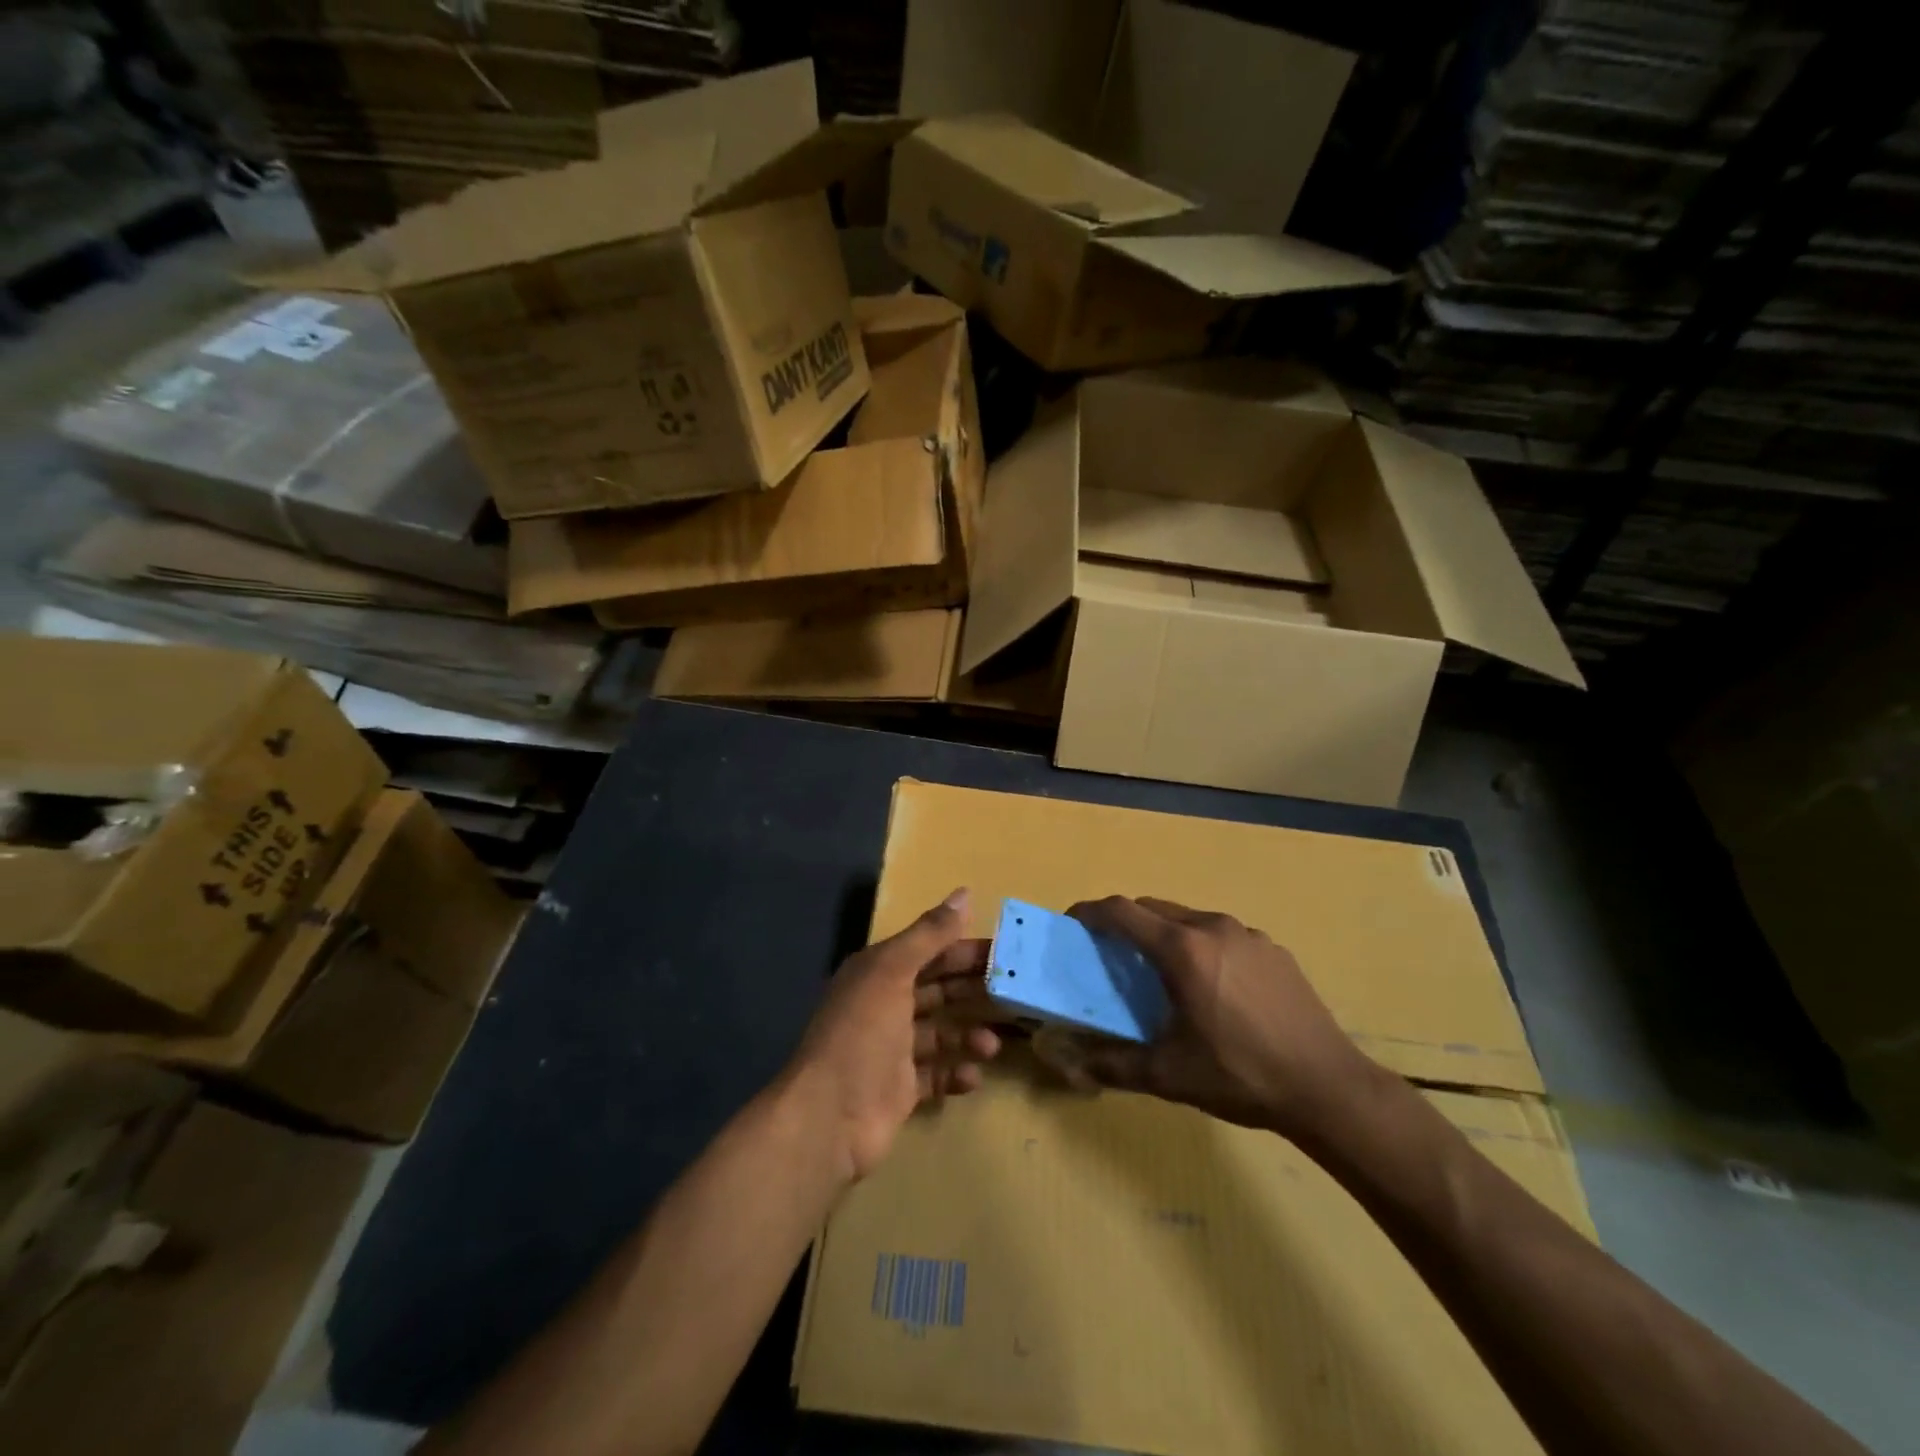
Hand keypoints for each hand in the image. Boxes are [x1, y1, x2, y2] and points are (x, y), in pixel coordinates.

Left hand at [788, 889, 1001, 1183]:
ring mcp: (892, 1050)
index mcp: (878, 972)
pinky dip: (956, 1073)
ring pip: (940, 1033)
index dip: (964, 947)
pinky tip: (973, 1076)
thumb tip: (965, 892)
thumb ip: (930, 934)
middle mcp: (884, 1005)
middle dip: (973, 990)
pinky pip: (936, 1075)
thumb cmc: (862, 1034)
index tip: (1006, 951)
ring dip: (968, 1035)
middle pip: (938, 989)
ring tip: (991, 1044)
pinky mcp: (900, 1089)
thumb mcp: (893, 972)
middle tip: (1014, 993)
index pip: (929, 951)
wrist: (828, 1119)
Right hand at [1066, 896, 1382, 1140]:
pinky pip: (1222, 935)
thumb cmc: (1240, 1076)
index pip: (1121, 912)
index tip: (1071, 923)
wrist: (1328, 1088)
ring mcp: (1248, 934)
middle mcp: (1212, 927)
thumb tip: (1069, 1062)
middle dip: (1125, 924)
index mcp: (1182, 949)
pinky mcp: (1274, 949)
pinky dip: (1201, 947)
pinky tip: (1213, 989)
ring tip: (1163, 975)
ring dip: (1165, 935)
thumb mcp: (1169, 1076)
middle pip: (1153, 909)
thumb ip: (1113, 1065)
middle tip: (1112, 956)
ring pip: (1189, 919)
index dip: (1090, 912)